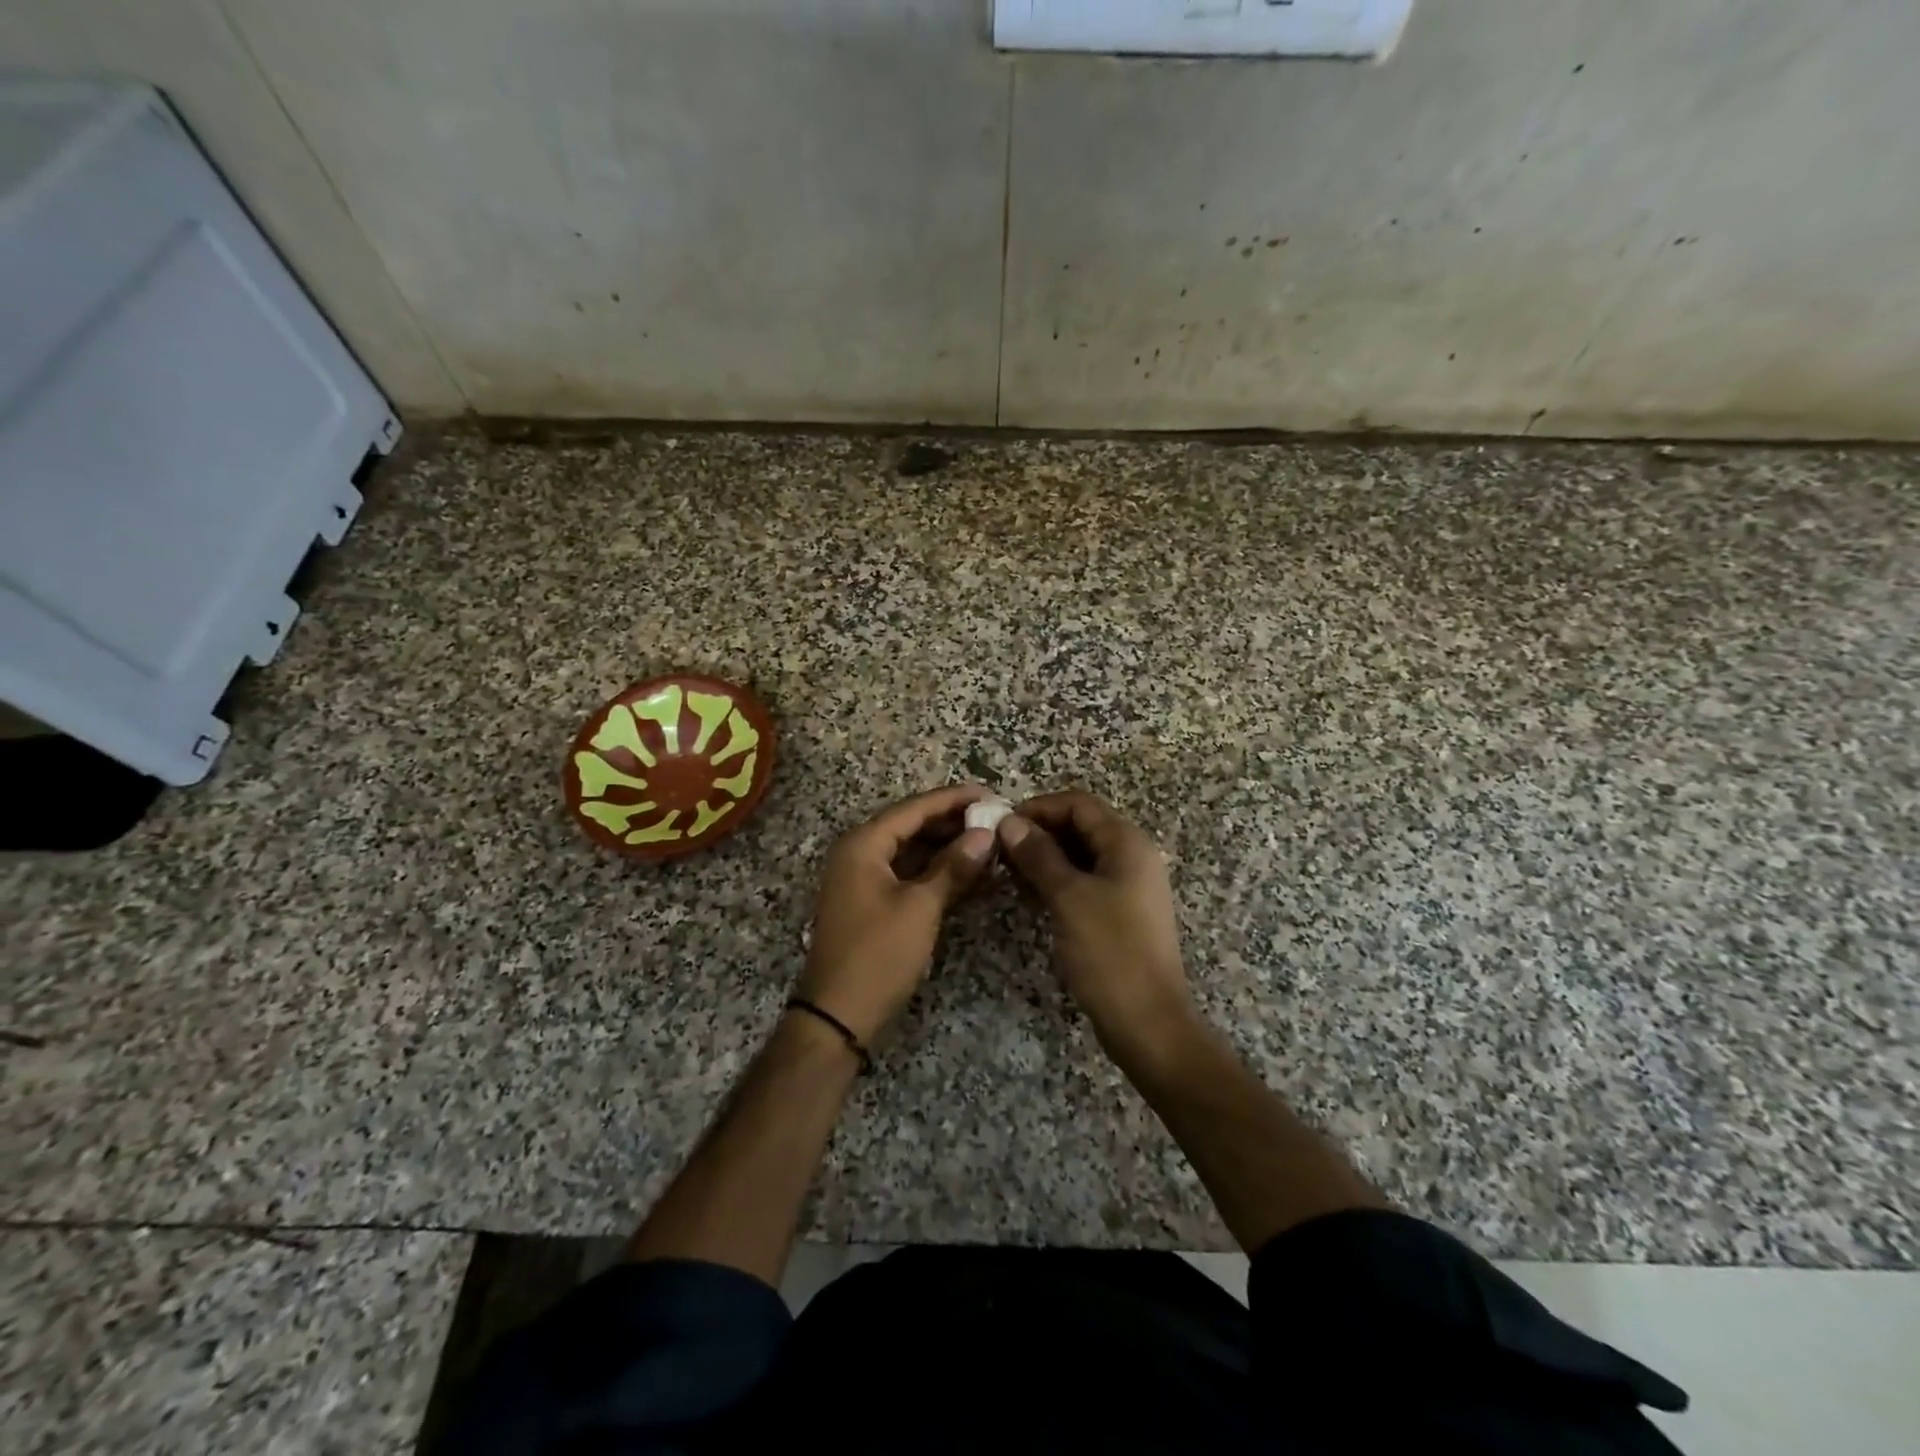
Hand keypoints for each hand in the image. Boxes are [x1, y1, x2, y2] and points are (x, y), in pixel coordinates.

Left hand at [798, 784, 996, 1046]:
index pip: (913, 808)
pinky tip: (967, 873)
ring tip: (987, 843)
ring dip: (946, 847)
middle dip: (952, 822)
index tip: (990, 794)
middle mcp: (859, 854)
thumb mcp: (921, 907)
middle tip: (994, 819)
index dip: (953, 800)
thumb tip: (986, 834)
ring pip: (911, 851)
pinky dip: (936, 872)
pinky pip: (908, 874)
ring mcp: (863, 880)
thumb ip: (954, 866)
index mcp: (863, 845)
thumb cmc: (878, 954)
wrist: (837, 1016)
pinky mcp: (872, 903)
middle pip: (911, 826)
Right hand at [997, 792, 1199, 1068]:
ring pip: (1081, 855)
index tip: (1001, 825)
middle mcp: (1132, 856)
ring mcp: (1129, 886)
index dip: (1038, 807)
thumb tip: (1009, 821)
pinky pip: (1086, 881)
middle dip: (1039, 832)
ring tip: (1008, 872)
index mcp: (1127, 842)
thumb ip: (1039, 855)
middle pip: (1081, 826)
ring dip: (1045, 857)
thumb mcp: (1068, 897)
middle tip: (999, 850)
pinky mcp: (1121, 913)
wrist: (1148, 1022)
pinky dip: (1058, 880)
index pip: (1078, 804)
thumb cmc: (1109, 952)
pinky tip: (1030, 895)